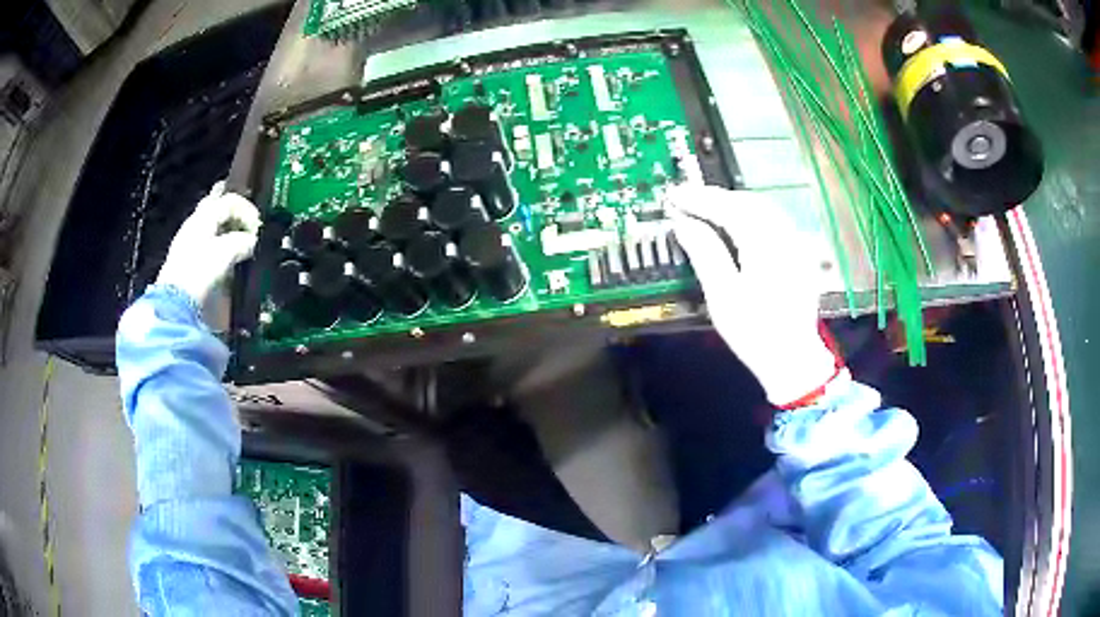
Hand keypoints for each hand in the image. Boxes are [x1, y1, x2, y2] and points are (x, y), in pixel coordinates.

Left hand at [156, 182, 260, 306]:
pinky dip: (217, 242)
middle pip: (215, 206)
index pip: (230, 201)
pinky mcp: (185, 261)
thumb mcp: (227, 253)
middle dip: (232, 210)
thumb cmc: (201, 270)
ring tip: (237, 235)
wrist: (176, 302)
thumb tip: (251, 241)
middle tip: (246, 216)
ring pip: (210, 224)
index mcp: (204, 216)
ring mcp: (187, 241)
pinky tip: (223, 253)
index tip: (258, 226)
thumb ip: (242, 242)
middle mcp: (195, 223)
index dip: (247, 210)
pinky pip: (205, 242)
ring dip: (225, 227)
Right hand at [667, 185, 837, 406]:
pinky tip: (739, 222)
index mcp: (765, 245)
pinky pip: (775, 221)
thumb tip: (683, 223)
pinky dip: (752, 214)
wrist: (793, 359)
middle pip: (747, 202)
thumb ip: (705, 253)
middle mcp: (784, 236)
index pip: (728, 208)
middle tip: (687, 198)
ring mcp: (796, 244)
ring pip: (763, 208)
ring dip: (734, 202)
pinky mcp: (801, 254)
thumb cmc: (755, 333)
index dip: (699, 199)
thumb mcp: (723, 296)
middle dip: (716, 197)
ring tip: (708, 206)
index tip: (674, 195)